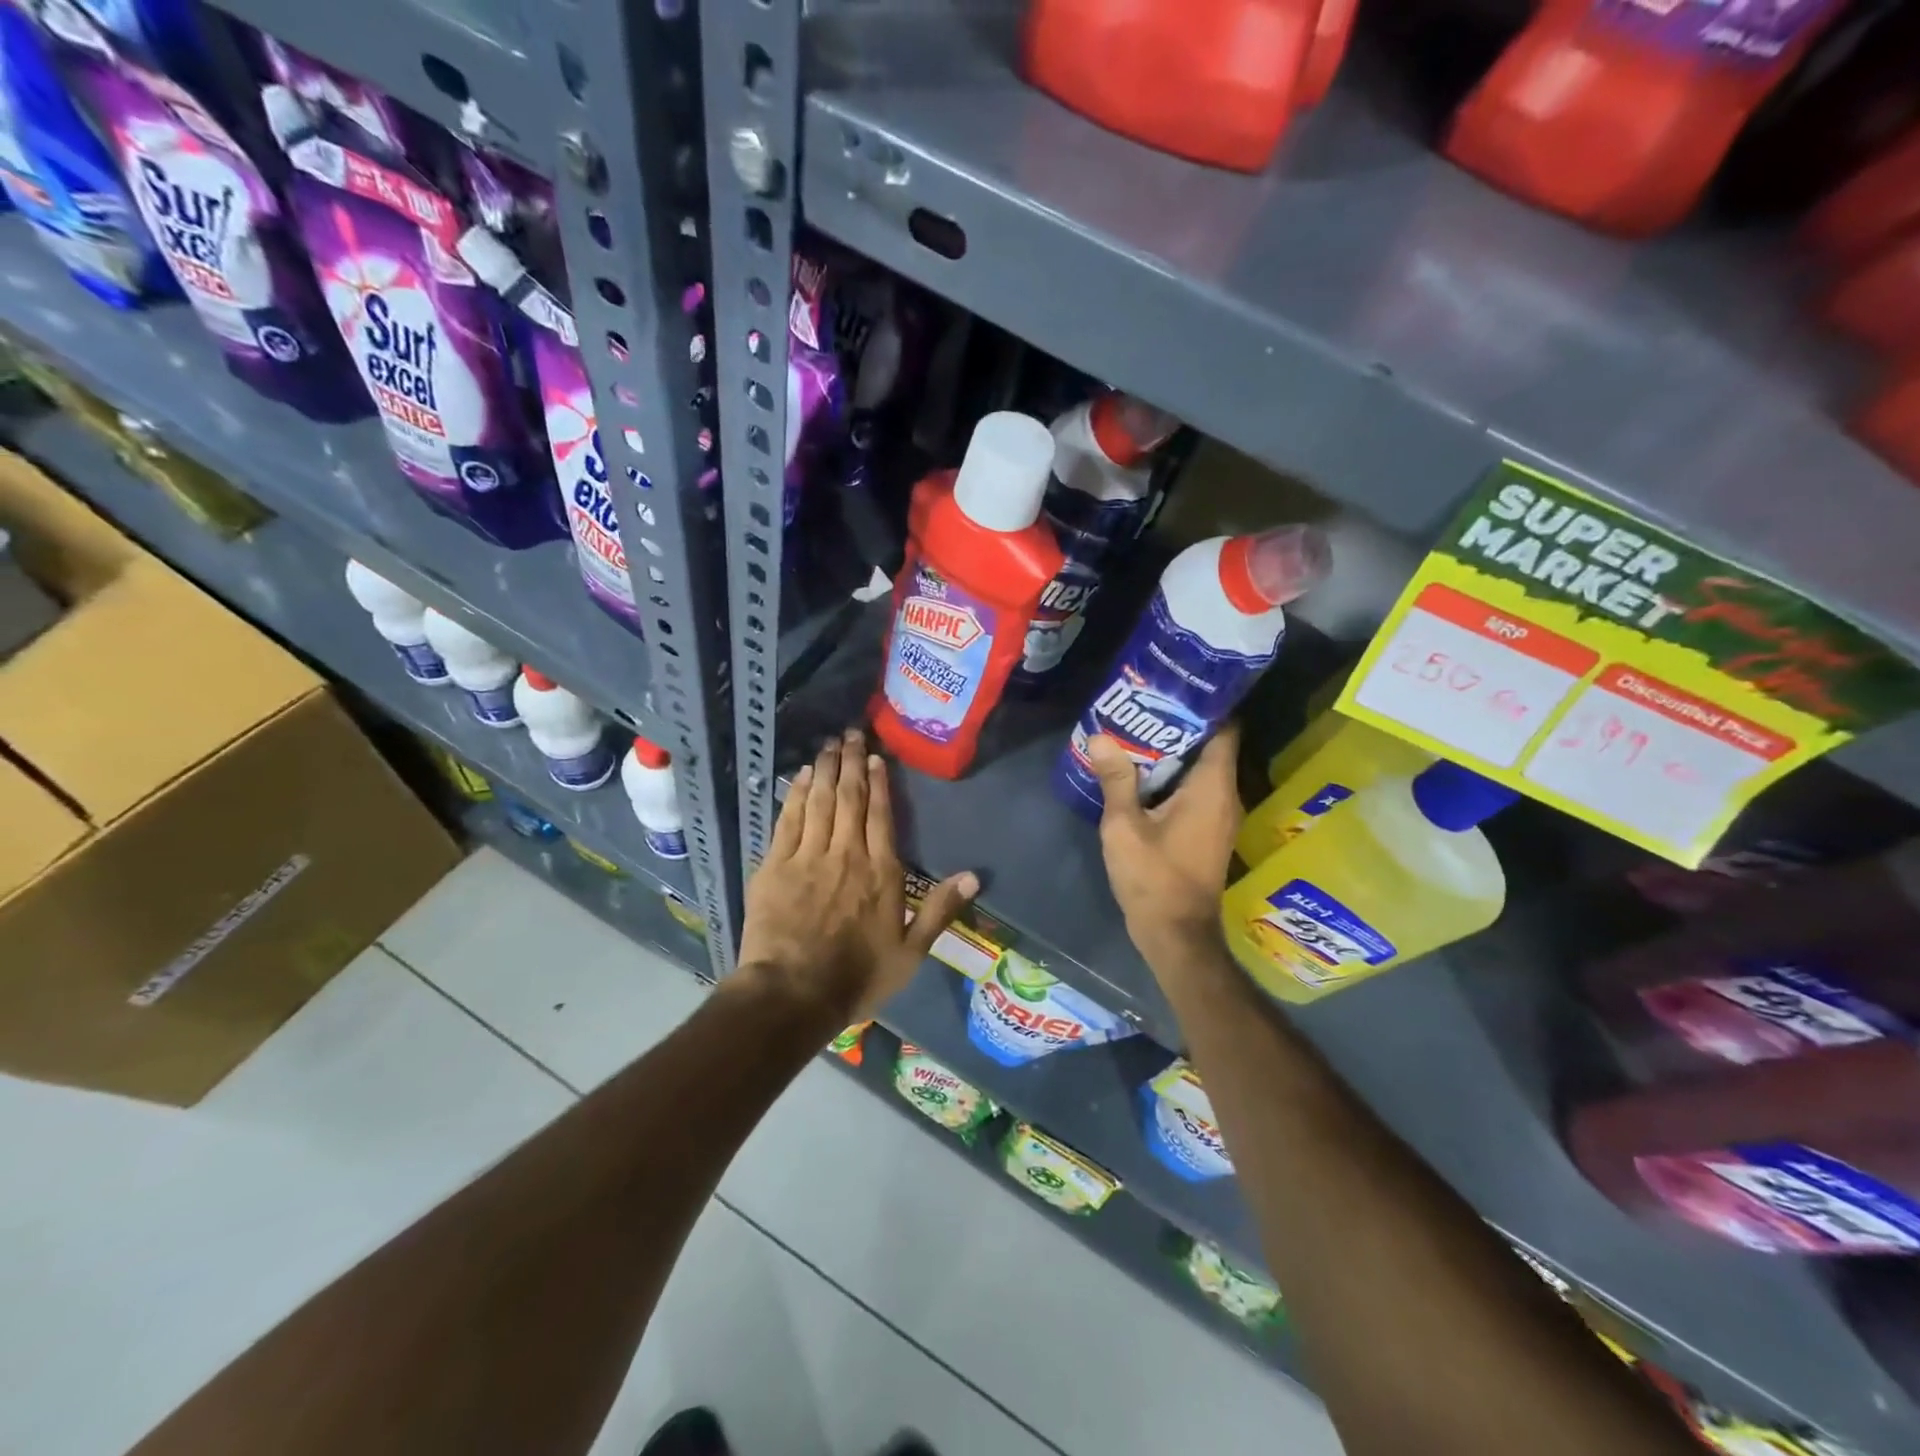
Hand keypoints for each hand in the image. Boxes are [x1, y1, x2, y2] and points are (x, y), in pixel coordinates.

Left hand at [738, 728, 978, 1022]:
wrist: (792, 994)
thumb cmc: (857, 977)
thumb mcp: (910, 953)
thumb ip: (940, 910)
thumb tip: (973, 875)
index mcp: (881, 872)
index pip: (881, 815)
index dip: (879, 783)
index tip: (876, 757)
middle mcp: (846, 854)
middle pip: (849, 798)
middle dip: (851, 762)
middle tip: (850, 733)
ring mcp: (808, 857)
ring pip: (819, 801)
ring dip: (825, 769)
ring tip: (829, 743)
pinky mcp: (775, 866)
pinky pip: (788, 820)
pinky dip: (795, 794)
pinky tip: (800, 776)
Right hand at [1088, 725, 1241, 974]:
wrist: (1175, 934)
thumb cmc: (1154, 878)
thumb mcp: (1125, 827)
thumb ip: (1116, 780)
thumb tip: (1101, 737)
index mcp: (1212, 788)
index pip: (1224, 730)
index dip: (1204, 705)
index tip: (1173, 689)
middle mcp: (1225, 796)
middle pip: (1210, 746)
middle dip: (1178, 726)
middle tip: (1142, 706)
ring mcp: (1220, 816)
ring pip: (1201, 770)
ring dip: (1173, 753)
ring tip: (1135, 733)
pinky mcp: (1208, 831)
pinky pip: (1196, 791)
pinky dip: (1174, 778)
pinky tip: (1140, 774)